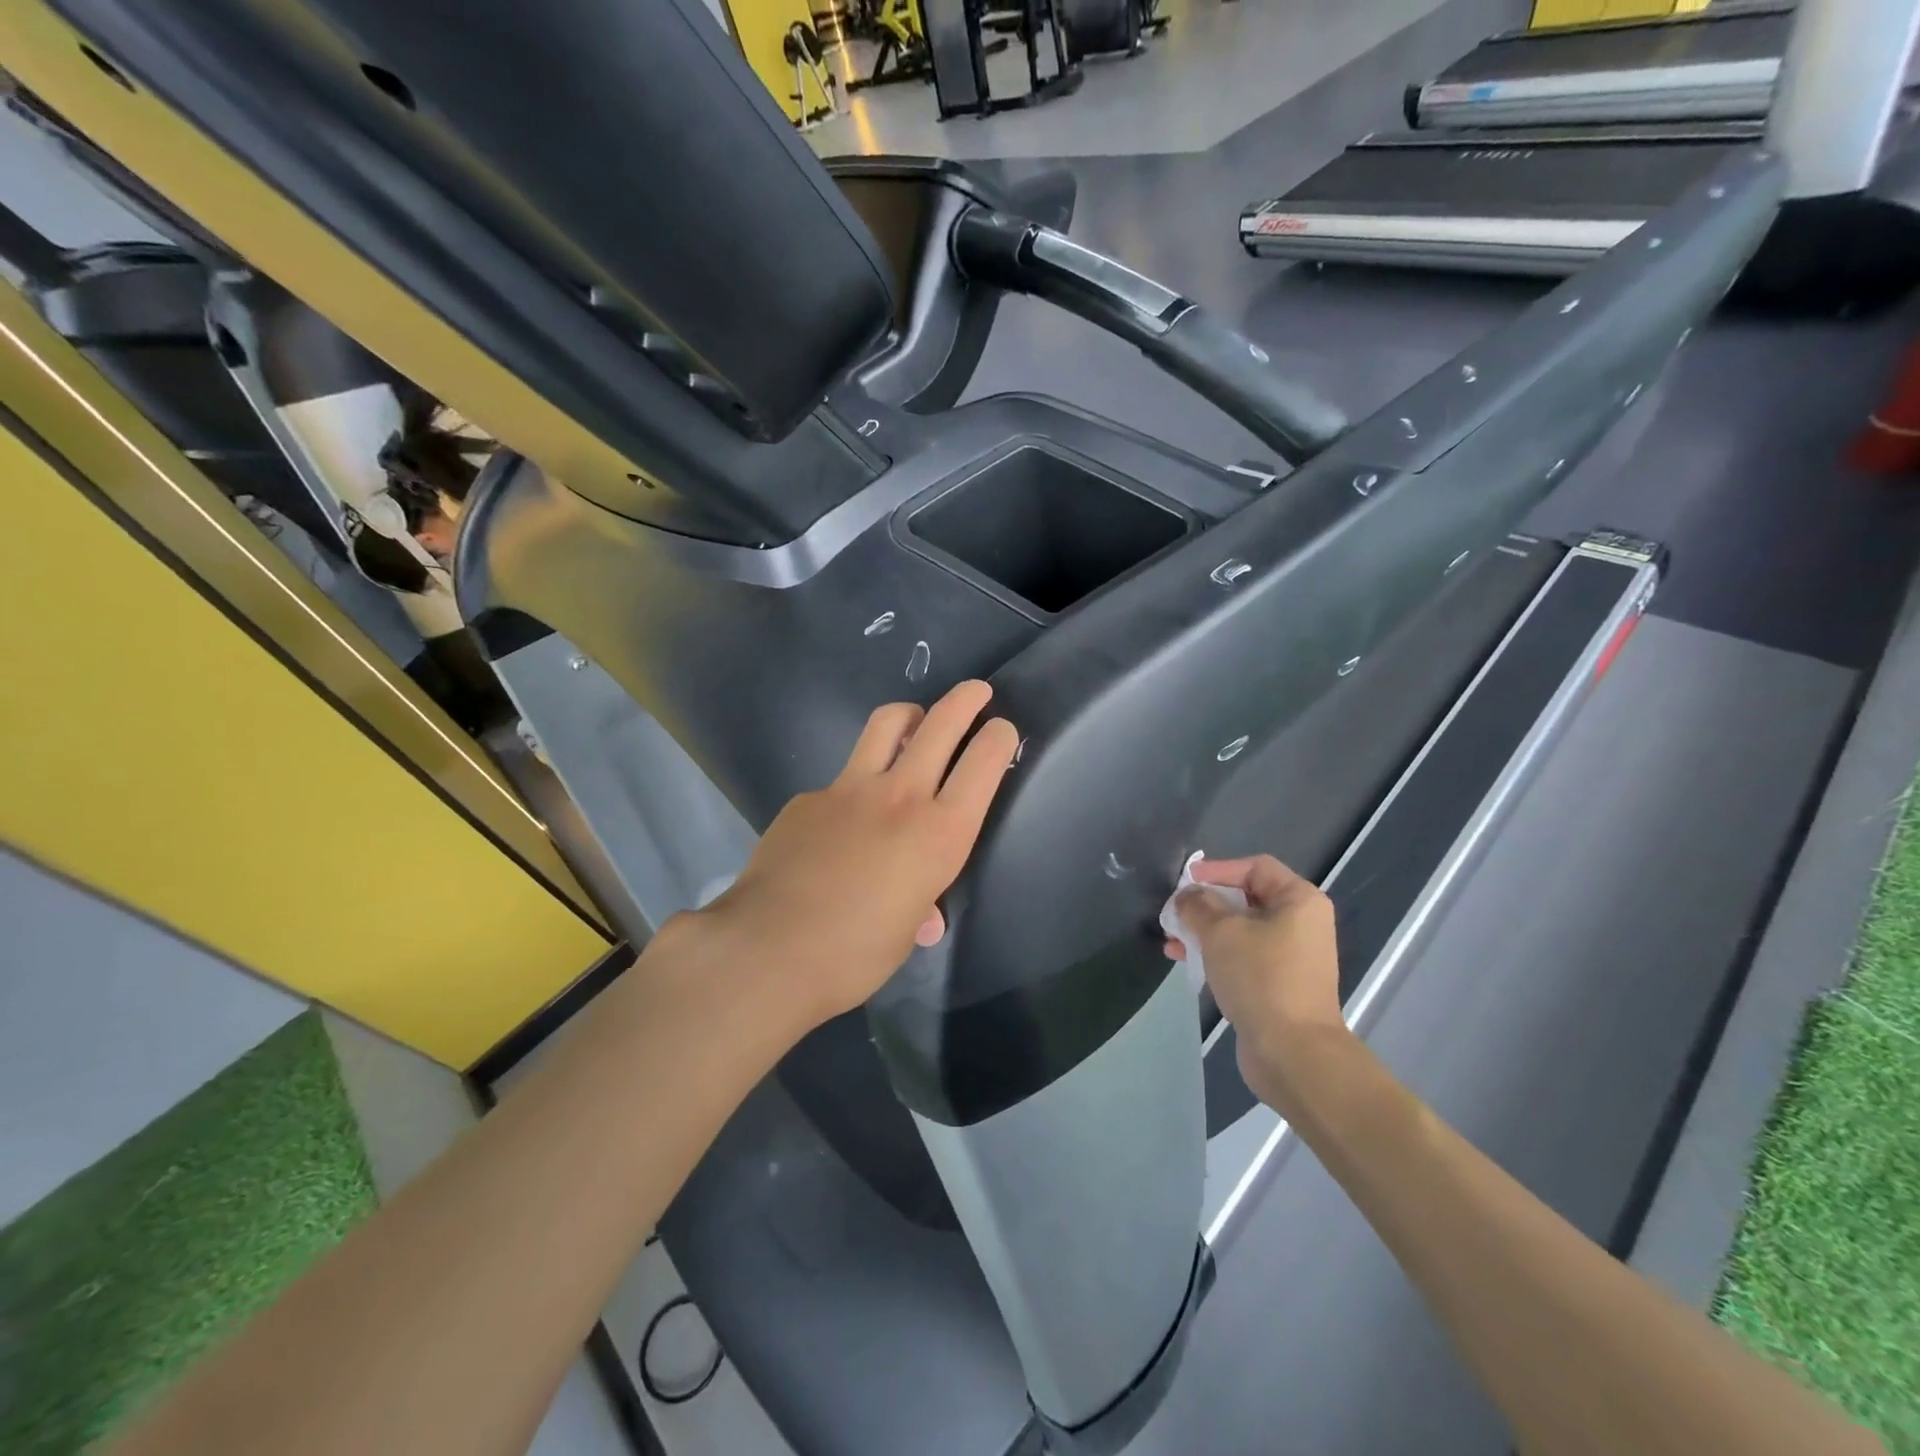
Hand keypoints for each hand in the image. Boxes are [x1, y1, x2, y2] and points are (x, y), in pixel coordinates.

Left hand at [697, 680, 1019, 1028]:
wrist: (766, 949)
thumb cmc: (852, 955)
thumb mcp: (902, 935)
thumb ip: (918, 907)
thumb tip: (921, 914)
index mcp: (940, 834)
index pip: (983, 764)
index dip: (999, 738)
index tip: (1002, 730)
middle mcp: (901, 797)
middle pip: (941, 723)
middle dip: (966, 699)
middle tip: (977, 691)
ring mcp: (849, 788)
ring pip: (887, 723)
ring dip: (910, 715)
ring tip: (915, 722)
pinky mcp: (809, 796)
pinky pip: (841, 777)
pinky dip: (856, 784)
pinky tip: (842, 820)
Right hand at [1167, 855, 1347, 1108]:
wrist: (1292, 1052)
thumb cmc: (1260, 977)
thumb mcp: (1220, 932)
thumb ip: (1197, 905)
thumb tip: (1187, 897)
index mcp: (1299, 901)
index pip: (1255, 867)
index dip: (1218, 869)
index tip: (1185, 882)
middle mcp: (1301, 924)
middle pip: (1246, 898)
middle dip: (1205, 904)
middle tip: (1174, 913)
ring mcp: (1291, 956)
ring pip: (1240, 930)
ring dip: (1204, 931)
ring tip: (1172, 941)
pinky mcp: (1278, 984)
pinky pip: (1243, 957)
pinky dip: (1215, 955)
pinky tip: (1186, 962)